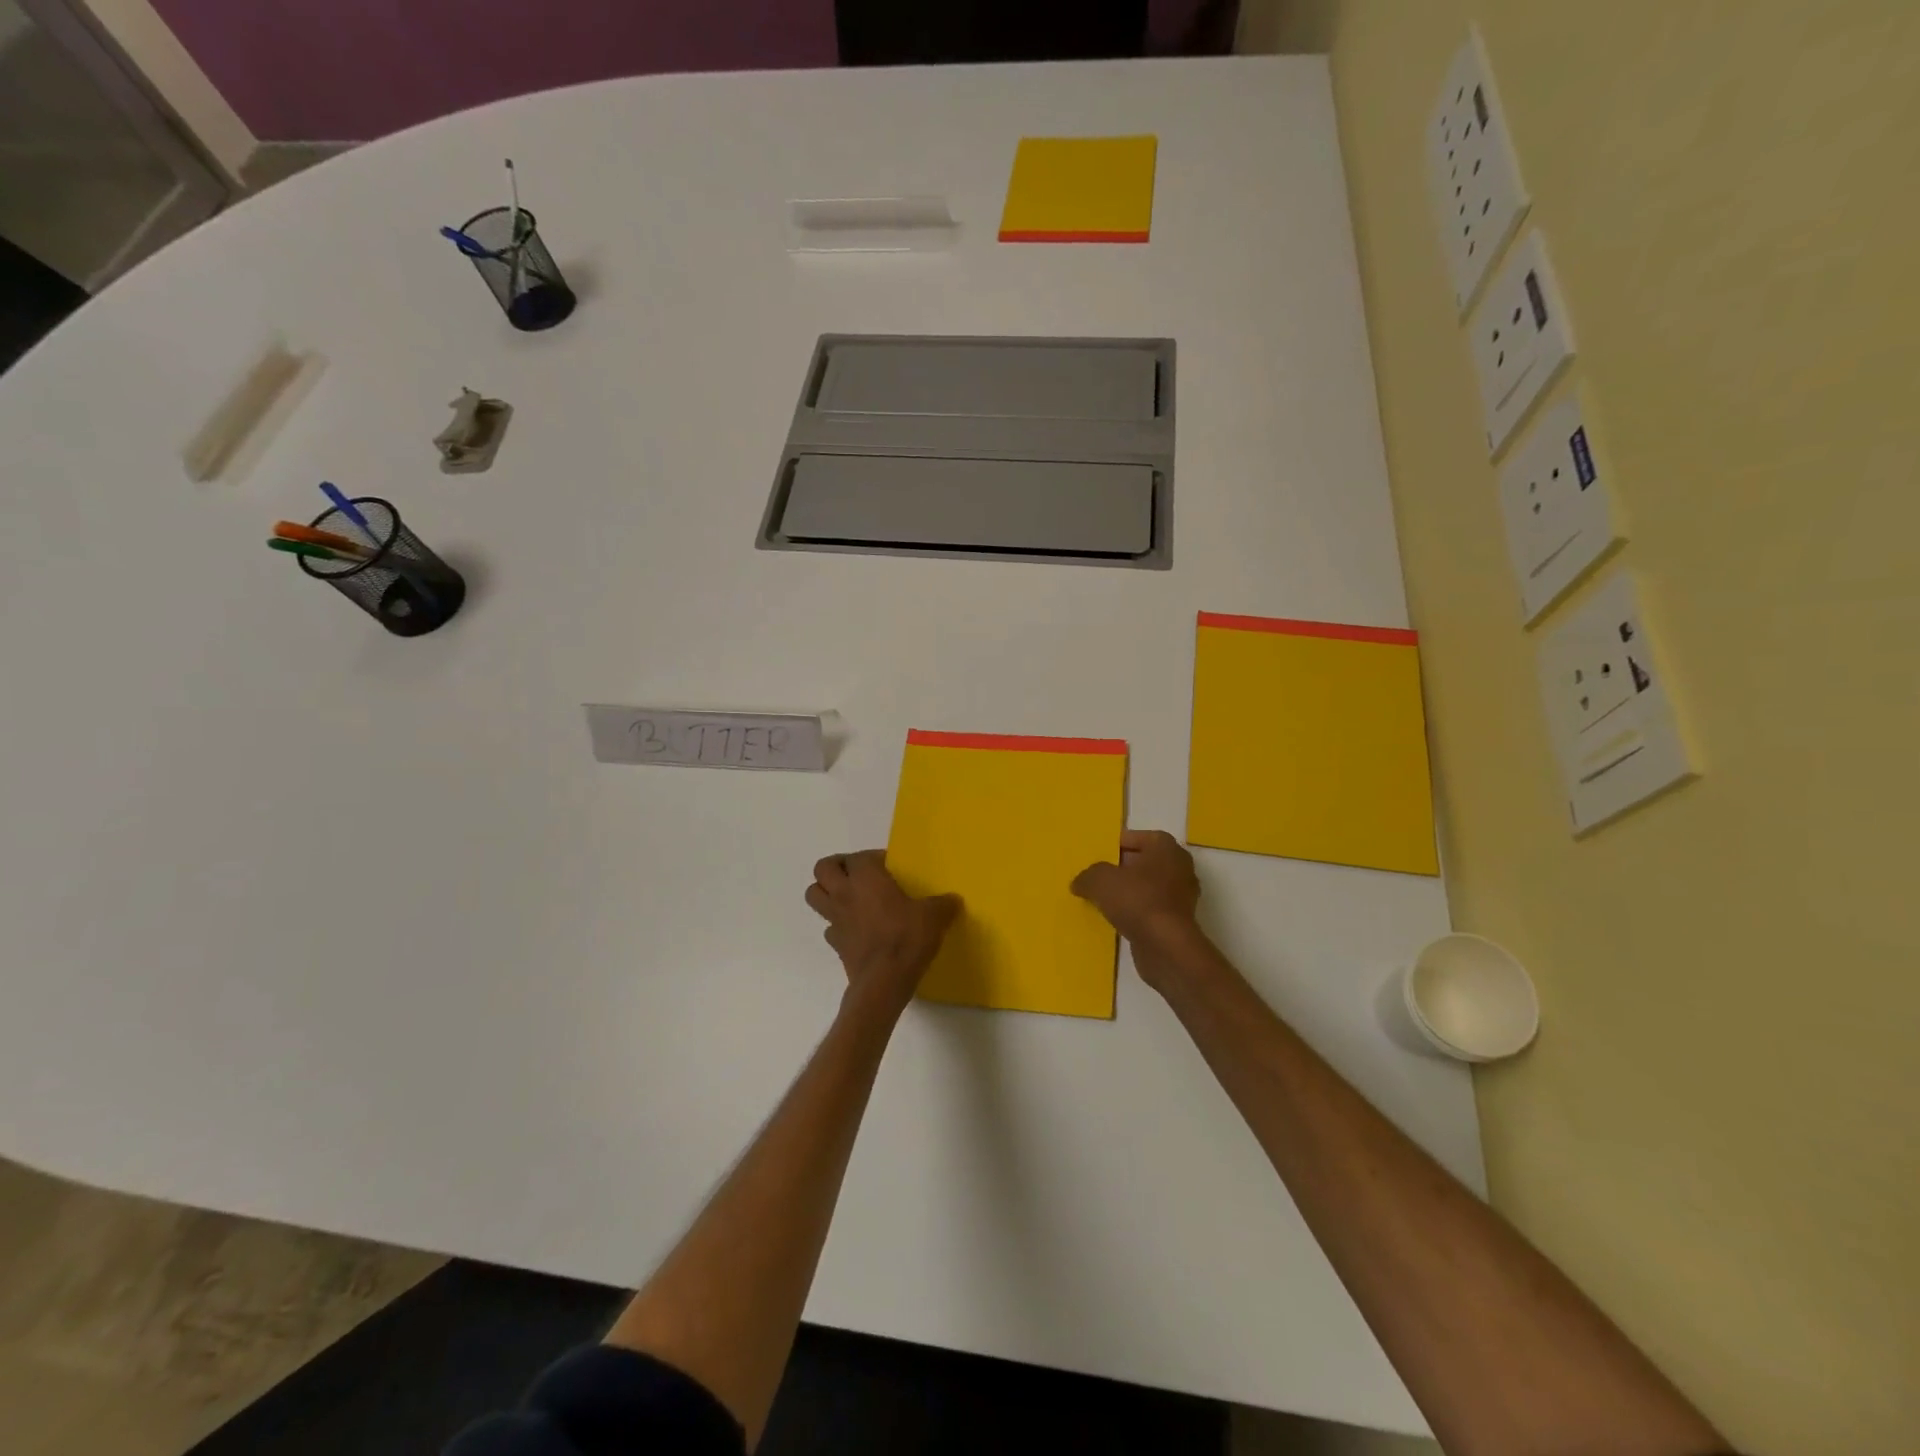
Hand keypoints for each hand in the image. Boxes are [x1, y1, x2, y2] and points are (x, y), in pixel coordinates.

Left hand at [806, 851, 960, 1016]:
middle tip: (857, 874)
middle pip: (822, 868)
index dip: (873, 857)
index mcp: (866, 877)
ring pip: (814, 895)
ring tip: (848, 896)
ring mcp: (835, 919)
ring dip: (826, 891)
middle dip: (836, 866)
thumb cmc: (907, 938)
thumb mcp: (934, 916)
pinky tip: (855, 929)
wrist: (884, 981)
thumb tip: (953, 900)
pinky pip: (828, 927)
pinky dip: (837, 924)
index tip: (890, 867)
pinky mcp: (835, 943)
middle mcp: (844, 893)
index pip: (858, 856)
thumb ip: (944, 904)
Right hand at [1071, 830, 1204, 993]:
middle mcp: (1178, 867)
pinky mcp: (1177, 920)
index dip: (1114, 846)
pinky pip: (1150, 908)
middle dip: (1120, 869)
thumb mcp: (1100, 880)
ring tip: (1103, 899)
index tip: (1096, 857)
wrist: (1166, 947)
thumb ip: (1088, 875)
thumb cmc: (1137, 900)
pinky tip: (1117, 919)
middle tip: (1096, 877)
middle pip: (1142, 862)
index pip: (1136, 837)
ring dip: (1128, 892)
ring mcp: (1181, 895)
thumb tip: (1080, 883)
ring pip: (1147, 886)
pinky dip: (1136, 911)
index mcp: (1165, 847)